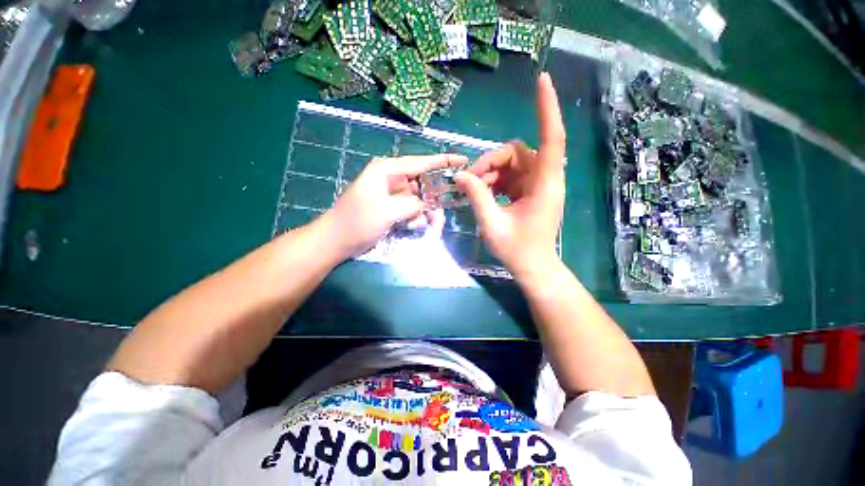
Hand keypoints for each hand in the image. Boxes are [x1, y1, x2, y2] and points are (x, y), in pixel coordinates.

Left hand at [325, 153, 467, 258]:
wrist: (336, 241)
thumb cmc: (356, 222)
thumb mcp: (386, 211)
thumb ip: (412, 204)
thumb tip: (428, 203)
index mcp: (386, 170)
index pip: (420, 163)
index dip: (443, 161)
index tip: (464, 161)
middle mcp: (391, 178)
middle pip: (423, 183)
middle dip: (434, 199)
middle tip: (442, 214)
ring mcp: (391, 194)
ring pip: (419, 199)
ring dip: (425, 212)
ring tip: (430, 226)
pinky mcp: (392, 207)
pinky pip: (411, 209)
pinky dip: (416, 218)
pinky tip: (413, 227)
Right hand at [454, 73, 565, 279]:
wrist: (533, 267)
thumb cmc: (517, 250)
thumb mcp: (492, 224)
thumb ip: (477, 197)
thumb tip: (461, 175)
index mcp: (545, 185)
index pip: (552, 139)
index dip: (547, 109)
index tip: (543, 81)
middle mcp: (545, 179)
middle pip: (517, 152)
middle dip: (491, 162)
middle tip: (472, 182)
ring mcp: (538, 185)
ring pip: (512, 163)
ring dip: (491, 173)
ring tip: (476, 190)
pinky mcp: (531, 191)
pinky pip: (511, 175)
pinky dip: (495, 180)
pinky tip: (485, 194)